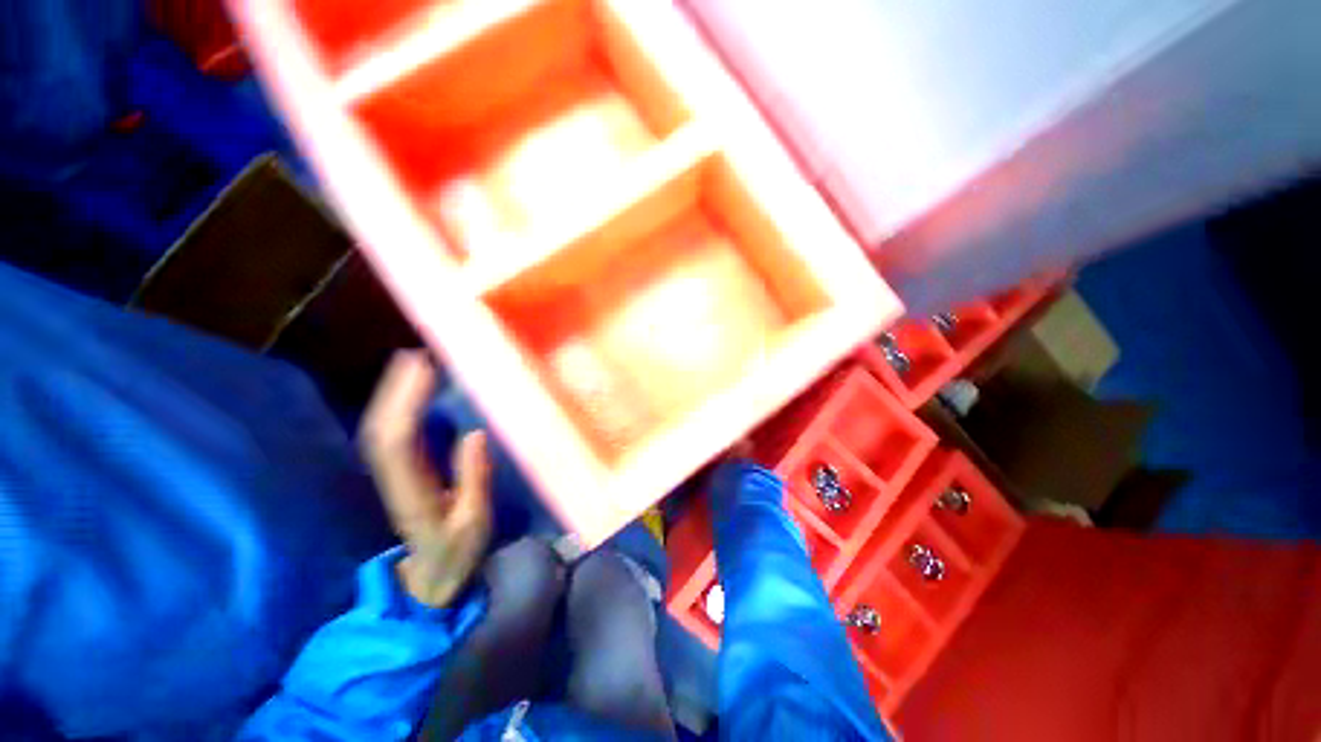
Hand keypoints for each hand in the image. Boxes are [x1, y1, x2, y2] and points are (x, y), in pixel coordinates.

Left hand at [360, 351, 491, 607]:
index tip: (425, 371)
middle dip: (395, 390)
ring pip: (382, 429)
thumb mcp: (475, 524)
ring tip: (412, 363)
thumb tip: (475, 433)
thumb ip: (474, 481)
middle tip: (417, 356)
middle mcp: (395, 479)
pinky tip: (411, 392)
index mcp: (414, 492)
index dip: (406, 403)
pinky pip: (392, 434)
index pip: (399, 442)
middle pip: (383, 428)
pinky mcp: (401, 473)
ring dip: (393, 394)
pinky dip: (398, 408)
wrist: (430, 579)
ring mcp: (394, 476)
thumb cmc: (457, 554)